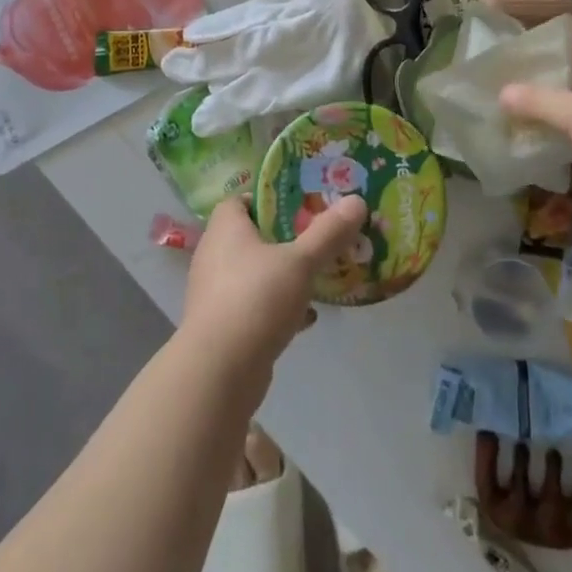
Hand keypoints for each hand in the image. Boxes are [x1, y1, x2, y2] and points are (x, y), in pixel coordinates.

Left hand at [181, 193, 368, 377]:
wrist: (219, 372)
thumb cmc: (256, 299)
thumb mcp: (301, 262)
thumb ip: (329, 232)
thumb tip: (357, 201)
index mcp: (225, 229)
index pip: (240, 200)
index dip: (268, 198)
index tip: (300, 203)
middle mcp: (215, 255)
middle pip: (251, 235)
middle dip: (285, 237)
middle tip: (318, 235)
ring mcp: (216, 293)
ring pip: (255, 272)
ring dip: (283, 274)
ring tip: (318, 274)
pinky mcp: (223, 326)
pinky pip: (255, 305)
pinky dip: (279, 306)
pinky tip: (307, 315)